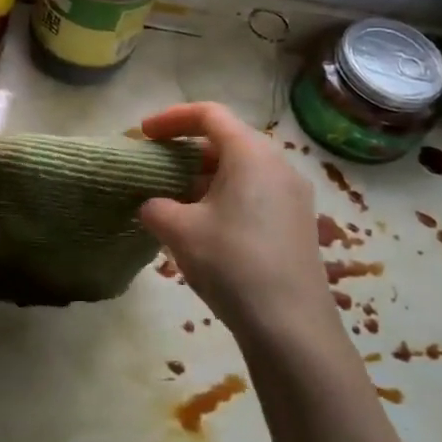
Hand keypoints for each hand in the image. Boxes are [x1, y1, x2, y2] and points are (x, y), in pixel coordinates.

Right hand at [137, 103, 336, 347]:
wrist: (291, 326)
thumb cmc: (232, 263)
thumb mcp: (180, 231)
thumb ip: (157, 207)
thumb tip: (153, 206)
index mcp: (251, 154)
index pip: (210, 115)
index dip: (172, 118)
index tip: (144, 134)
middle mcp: (278, 165)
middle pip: (227, 140)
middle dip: (187, 149)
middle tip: (156, 167)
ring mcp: (293, 195)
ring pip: (242, 169)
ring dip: (205, 176)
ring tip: (174, 199)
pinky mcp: (297, 223)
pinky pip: (256, 193)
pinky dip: (225, 196)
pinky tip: (205, 226)